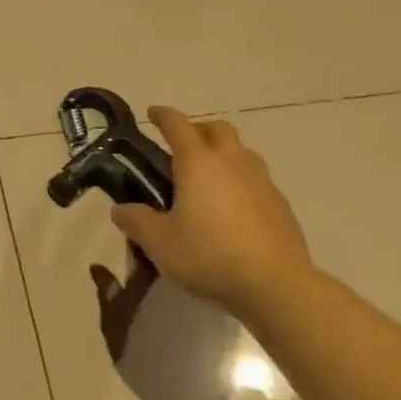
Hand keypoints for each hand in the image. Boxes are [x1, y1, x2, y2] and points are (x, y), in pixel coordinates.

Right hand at [111, 107, 313, 316]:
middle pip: (217, 128)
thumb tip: (119, 210)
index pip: (177, 124)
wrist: (277, 285)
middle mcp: (231, 162)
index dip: (162, 115)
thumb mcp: (160, 243)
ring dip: (223, 153)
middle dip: (198, 129)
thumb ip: (137, 221)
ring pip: (242, 151)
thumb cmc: (210, 255)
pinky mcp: (281, 204)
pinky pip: (257, 179)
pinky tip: (233, 208)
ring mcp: (261, 181)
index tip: (152, 113)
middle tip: (182, 146)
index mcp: (198, 162)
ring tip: (208, 177)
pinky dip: (241, 181)